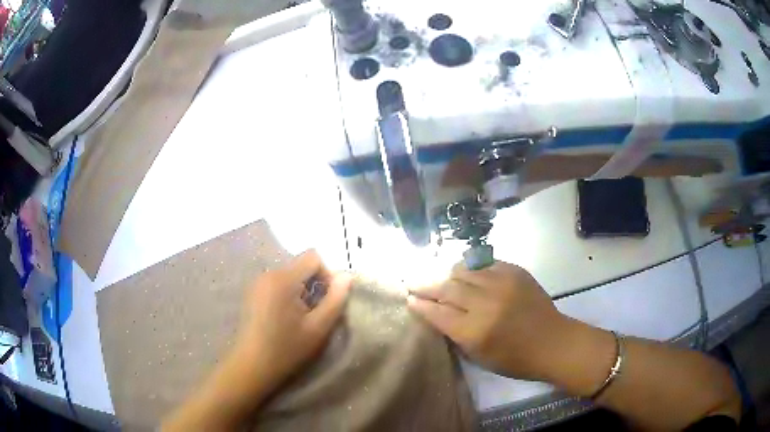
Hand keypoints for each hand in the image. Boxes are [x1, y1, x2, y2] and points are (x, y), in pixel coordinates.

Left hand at [163, 250, 351, 430]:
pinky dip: (288, 295)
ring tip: (301, 319)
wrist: (252, 366)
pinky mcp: (252, 293)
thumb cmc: (287, 349)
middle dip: (314, 285)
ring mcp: (257, 283)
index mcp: (283, 279)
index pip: (313, 257)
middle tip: (315, 314)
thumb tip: (346, 276)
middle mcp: (268, 274)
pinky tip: (285, 319)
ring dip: (301, 291)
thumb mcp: (318, 327)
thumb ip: (335, 299)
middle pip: (300, 266)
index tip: (328, 301)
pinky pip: (277, 284)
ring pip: (290, 276)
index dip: (327, 275)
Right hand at [408, 261, 574, 380]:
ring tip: (444, 279)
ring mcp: (502, 283)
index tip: (408, 298)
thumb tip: (436, 313)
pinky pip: (485, 264)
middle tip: (413, 282)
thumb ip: (455, 334)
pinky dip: (473, 269)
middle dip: (426, 285)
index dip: (420, 304)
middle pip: (447, 287)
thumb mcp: (479, 356)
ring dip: (449, 275)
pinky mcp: (515, 272)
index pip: (438, 312)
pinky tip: (470, 274)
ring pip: (464, 270)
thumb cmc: (515, 359)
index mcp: (474, 331)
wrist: (552, 342)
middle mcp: (485, 303)